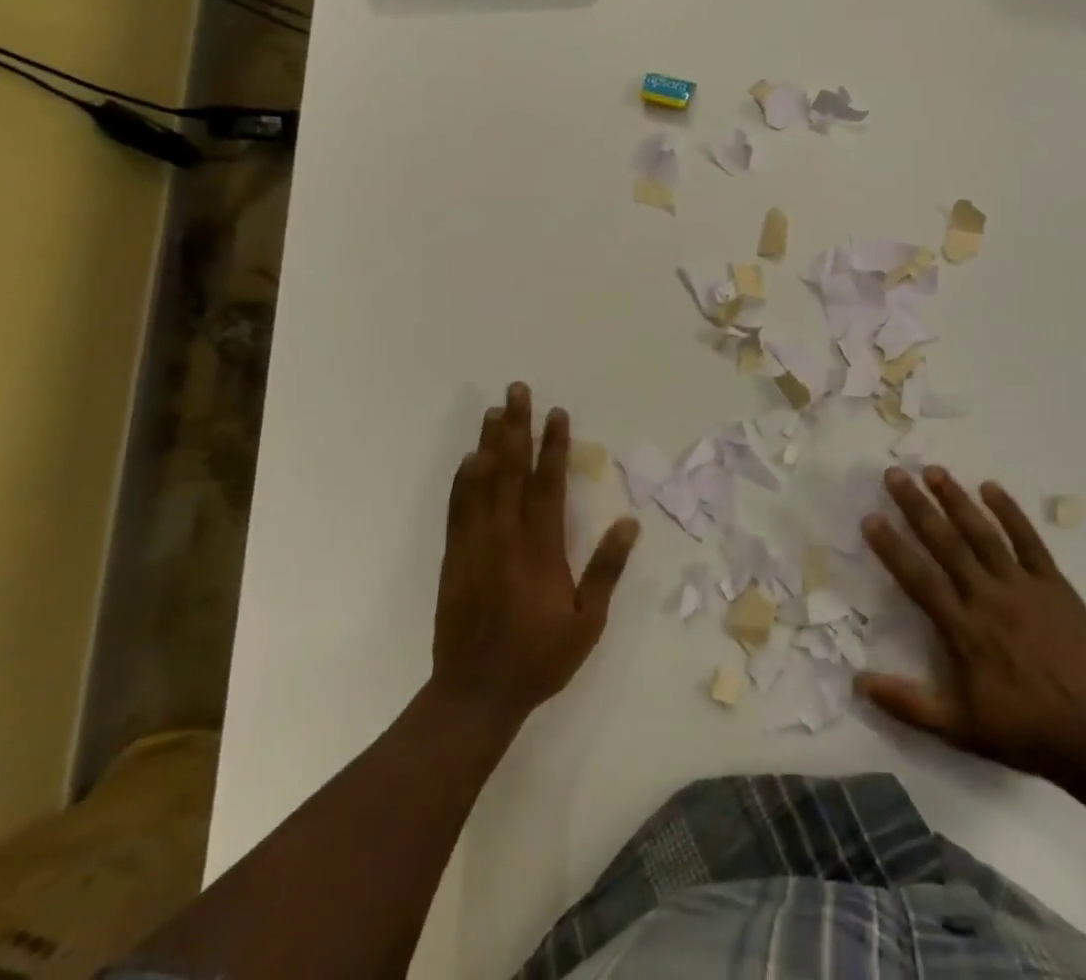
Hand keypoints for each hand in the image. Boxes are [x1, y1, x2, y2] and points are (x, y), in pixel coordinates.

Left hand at [430, 382, 639, 726]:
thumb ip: (606, 569)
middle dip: (516, 427)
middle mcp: (506, 535)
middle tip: (517, 391)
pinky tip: (469, 459)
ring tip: (494, 410)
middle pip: (511, 470)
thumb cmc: (538, 658)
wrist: (475, 694)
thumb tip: (630, 523)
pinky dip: (464, 479)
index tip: (557, 414)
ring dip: (489, 443)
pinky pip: (459, 508)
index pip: (548, 484)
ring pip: (482, 482)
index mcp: (541, 548)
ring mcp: (476, 544)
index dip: (554, 446)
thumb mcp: (586, 621)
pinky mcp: (455, 557)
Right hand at [857, 466, 1085, 792]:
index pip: (918, 578)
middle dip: (917, 506)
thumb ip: (908, 704)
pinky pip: (1029, 541)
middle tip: (895, 474)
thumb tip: (858, 682)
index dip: (892, 547)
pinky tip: (990, 487)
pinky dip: (1010, 512)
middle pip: (946, 543)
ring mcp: (1023, 587)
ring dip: (956, 499)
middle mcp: (987, 598)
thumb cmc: (1023, 730)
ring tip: (934, 470)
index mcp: (962, 629)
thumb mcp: (959, 728)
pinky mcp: (1054, 584)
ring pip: (983, 533)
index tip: (870, 517)